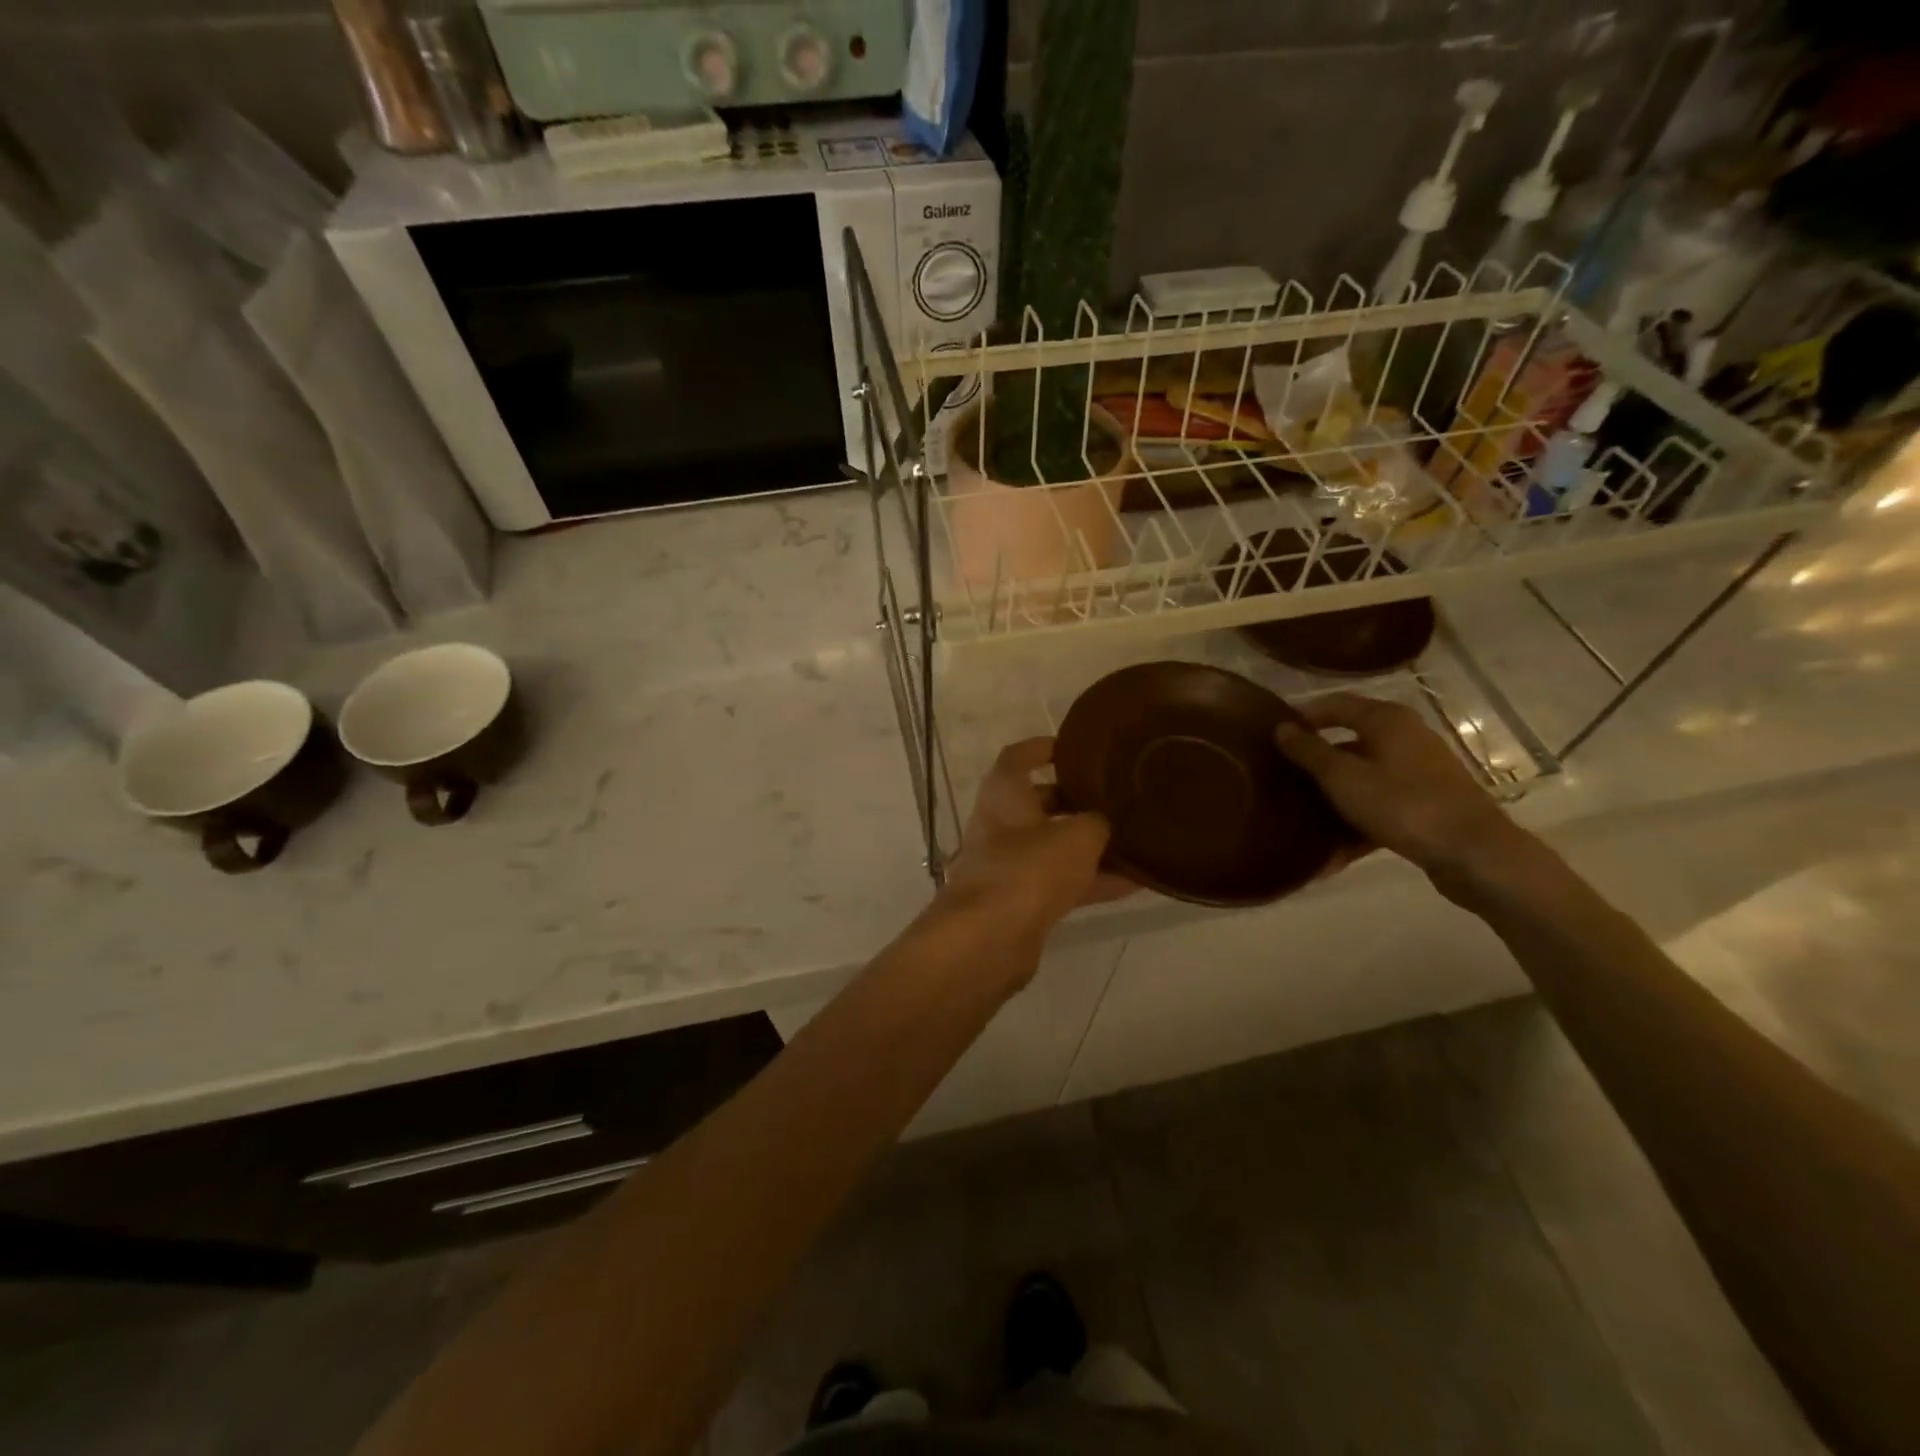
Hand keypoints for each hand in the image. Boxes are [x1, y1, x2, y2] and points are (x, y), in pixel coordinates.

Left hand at [938, 738, 1134, 938]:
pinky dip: (1092, 880)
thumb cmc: (1029, 868)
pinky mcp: (1019, 901)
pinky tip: (1135, 883)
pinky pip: (1060, 882)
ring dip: (1089, 845)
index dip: (1043, 747)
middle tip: (1115, 796)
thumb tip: (1105, 823)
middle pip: (1038, 803)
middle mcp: (1000, 823)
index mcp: (1003, 793)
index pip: (1018, 757)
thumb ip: (1098, 823)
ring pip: (1053, 846)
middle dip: (1075, 799)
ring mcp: (1007, 864)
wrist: (989, 937)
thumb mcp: (1077, 836)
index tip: (1075, 747)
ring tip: (1135, 839)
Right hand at [1273, 694, 1531, 893]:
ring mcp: (1419, 770)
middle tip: (1282, 775)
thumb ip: (1309, 751)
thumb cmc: (1401, 804)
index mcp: (1386, 720)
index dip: (1303, 716)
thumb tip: (1281, 727)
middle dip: (1315, 760)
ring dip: (1334, 795)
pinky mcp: (1427, 802)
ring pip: (1364, 775)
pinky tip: (1334, 851)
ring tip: (1302, 815)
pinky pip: (1381, 803)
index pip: (1335, 704)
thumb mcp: (1343, 778)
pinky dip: (1357, 819)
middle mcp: (1406, 736)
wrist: (1473, 853)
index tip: (1272, 735)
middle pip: (1349, 740)